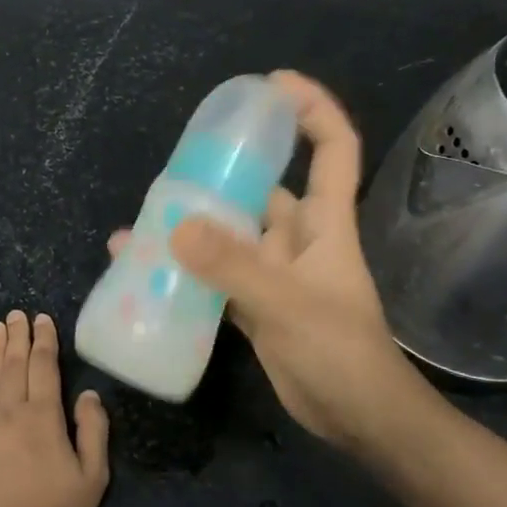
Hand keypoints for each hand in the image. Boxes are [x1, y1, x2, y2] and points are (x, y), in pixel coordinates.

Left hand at [0, 312, 109, 506]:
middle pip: (13, 364)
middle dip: (17, 336)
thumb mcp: (92, 478)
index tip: (42, 318)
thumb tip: (88, 393)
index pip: (43, 366)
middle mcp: (10, 413)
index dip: (44, 340)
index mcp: (44, 418)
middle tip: (16, 313)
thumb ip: (93, 430)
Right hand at [109, 72, 414, 449]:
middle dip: (227, 170)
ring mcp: (275, 273)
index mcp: (324, 223)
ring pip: (233, 234)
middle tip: (178, 161)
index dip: (312, 109)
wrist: (359, 421)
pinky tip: (148, 267)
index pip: (332, 149)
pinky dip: (188, 269)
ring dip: (197, 225)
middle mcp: (299, 239)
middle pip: (265, 188)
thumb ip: (234, 267)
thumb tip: (175, 226)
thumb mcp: (287, 304)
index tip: (272, 85)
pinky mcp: (255, 305)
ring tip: (147, 216)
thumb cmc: (340, 353)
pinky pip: (217, 275)